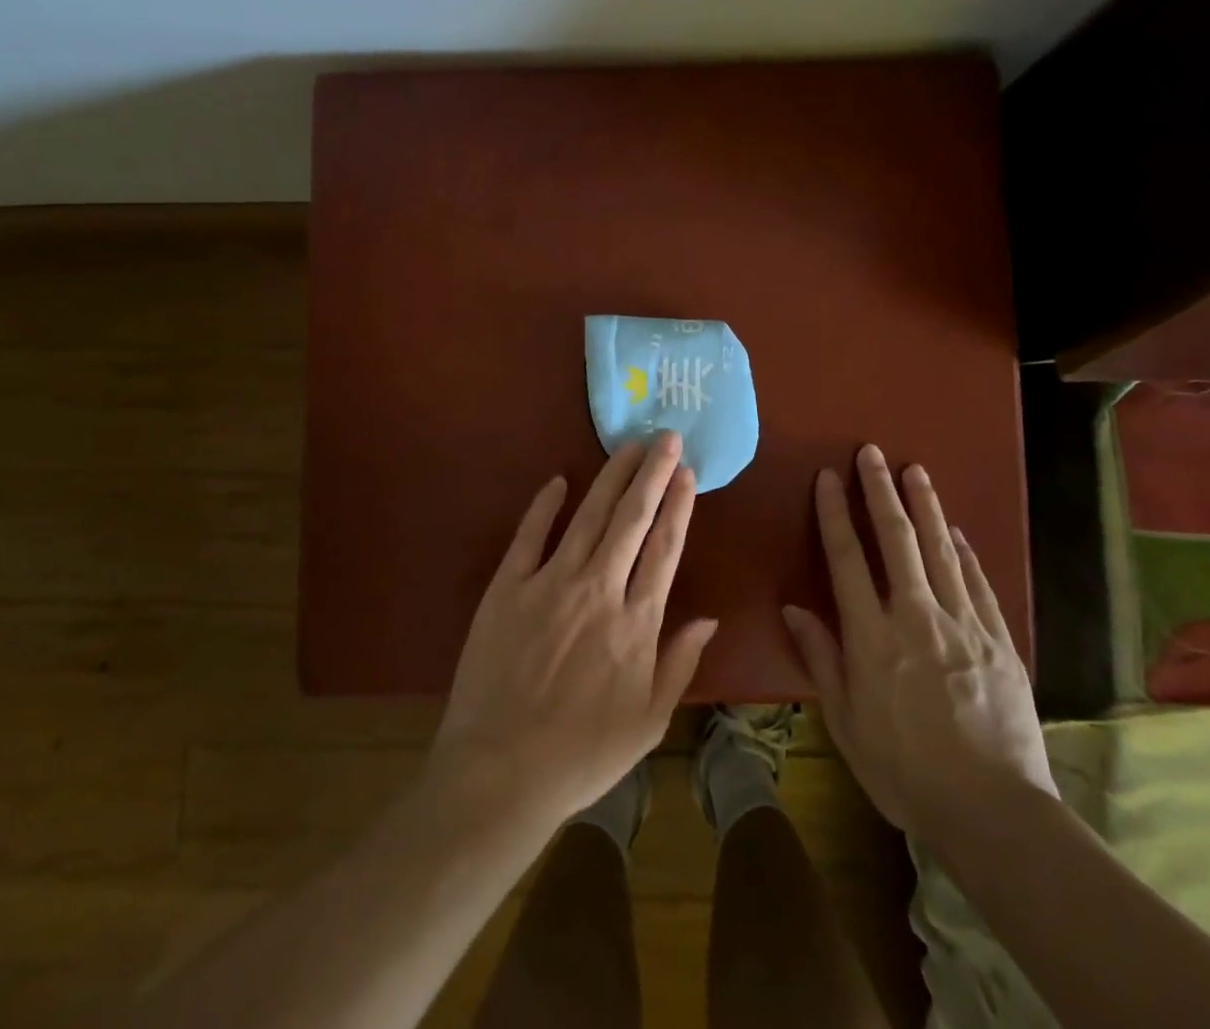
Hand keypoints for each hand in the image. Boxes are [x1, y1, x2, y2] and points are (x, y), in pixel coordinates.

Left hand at [429, 433, 718, 829]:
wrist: (500, 774)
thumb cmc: (581, 755)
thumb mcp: (648, 722)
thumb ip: (679, 663)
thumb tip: (709, 617)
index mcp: (636, 622)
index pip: (665, 548)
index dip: (679, 506)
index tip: (688, 472)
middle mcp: (599, 590)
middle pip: (632, 519)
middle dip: (652, 473)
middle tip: (665, 436)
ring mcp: (550, 583)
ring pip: (588, 516)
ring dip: (611, 477)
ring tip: (629, 446)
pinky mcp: (507, 588)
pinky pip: (529, 535)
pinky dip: (543, 505)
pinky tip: (558, 480)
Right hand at [782, 444, 1055, 840]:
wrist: (993, 811)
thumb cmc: (905, 771)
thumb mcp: (846, 722)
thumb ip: (821, 658)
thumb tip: (793, 608)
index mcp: (872, 637)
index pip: (848, 559)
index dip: (835, 513)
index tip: (828, 477)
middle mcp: (916, 617)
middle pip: (897, 540)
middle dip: (880, 491)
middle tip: (873, 452)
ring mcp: (963, 624)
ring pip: (940, 550)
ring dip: (925, 506)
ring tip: (915, 470)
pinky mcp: (999, 640)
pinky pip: (977, 583)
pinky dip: (963, 551)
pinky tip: (955, 531)